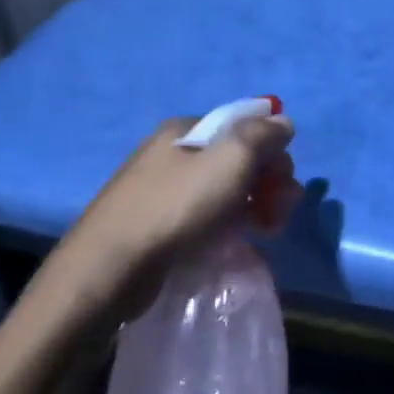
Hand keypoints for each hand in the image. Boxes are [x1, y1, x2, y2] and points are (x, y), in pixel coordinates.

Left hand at [49, 115, 299, 320]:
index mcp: (184, 130)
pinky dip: (226, 227)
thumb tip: (283, 122)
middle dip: (267, 183)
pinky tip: (233, 245)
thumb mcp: (230, 160)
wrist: (109, 271)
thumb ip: (262, 135)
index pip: (243, 126)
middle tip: (279, 215)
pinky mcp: (155, 226)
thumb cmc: (174, 208)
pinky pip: (204, 217)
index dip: (272, 150)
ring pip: (222, 191)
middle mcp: (170, 154)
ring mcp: (160, 191)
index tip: (284, 183)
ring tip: (264, 234)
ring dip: (251, 207)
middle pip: (235, 159)